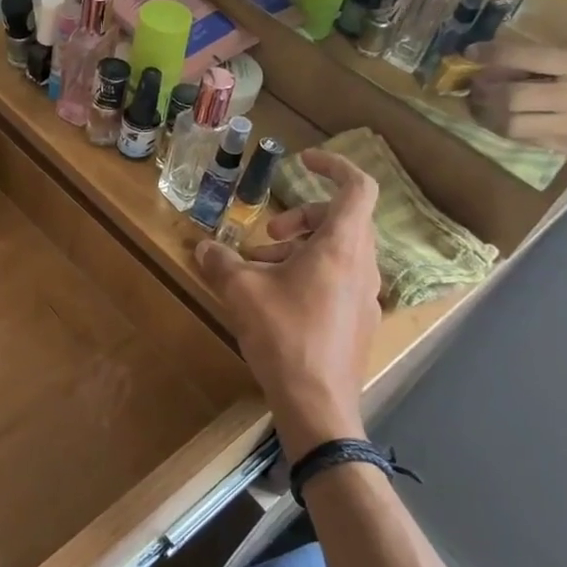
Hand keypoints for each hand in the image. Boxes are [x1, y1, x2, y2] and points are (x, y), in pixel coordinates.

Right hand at [193, 151, 380, 455]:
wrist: (318, 405)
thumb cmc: (284, 336)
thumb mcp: (241, 292)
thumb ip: (220, 261)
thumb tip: (202, 246)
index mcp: (342, 247)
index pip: (357, 187)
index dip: (333, 166)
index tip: (303, 161)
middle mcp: (362, 265)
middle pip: (340, 220)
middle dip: (299, 217)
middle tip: (265, 233)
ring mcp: (364, 295)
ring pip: (336, 252)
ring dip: (297, 249)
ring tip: (257, 269)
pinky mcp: (357, 320)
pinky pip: (336, 279)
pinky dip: (307, 274)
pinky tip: (274, 300)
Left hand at [466, 42, 566, 152]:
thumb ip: (555, 60)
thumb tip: (500, 59)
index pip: (529, 58)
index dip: (494, 54)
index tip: (472, 52)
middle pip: (512, 95)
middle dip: (484, 88)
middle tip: (473, 83)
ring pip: (512, 123)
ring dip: (487, 113)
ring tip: (480, 103)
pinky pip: (524, 140)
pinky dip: (503, 129)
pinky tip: (497, 120)